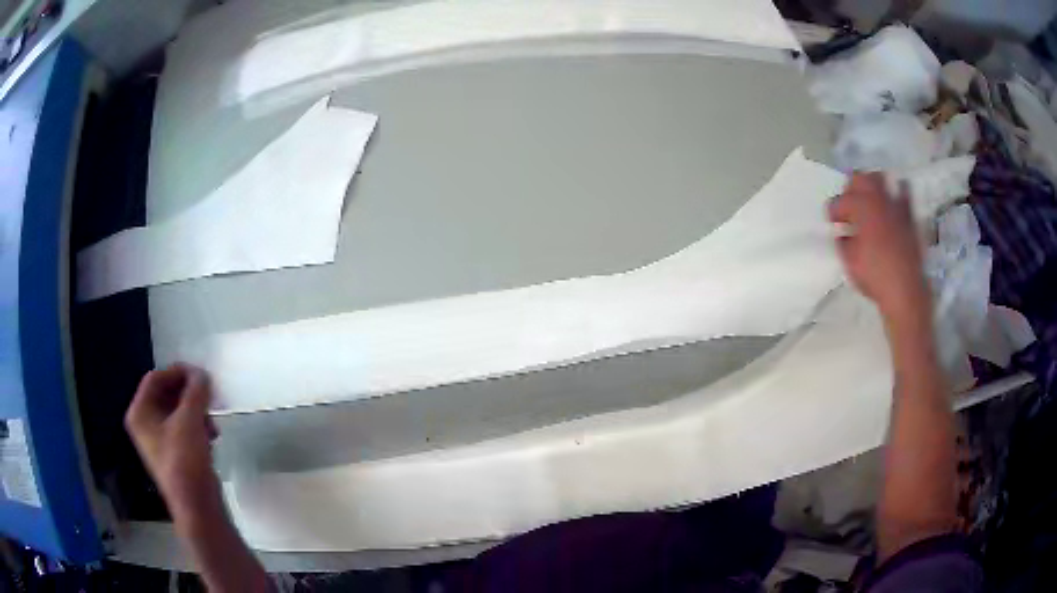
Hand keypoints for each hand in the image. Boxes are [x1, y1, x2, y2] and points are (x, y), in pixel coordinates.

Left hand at [126, 364, 220, 520]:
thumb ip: (196, 392)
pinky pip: (183, 428)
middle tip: (209, 395)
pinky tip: (212, 435)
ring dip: (196, 410)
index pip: (155, 378)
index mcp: (139, 413)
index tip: (201, 374)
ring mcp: (159, 440)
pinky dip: (198, 426)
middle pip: (166, 394)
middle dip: (189, 393)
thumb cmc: (185, 462)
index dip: (178, 372)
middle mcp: (145, 423)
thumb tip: (203, 374)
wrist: (197, 508)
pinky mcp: (174, 453)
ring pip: (177, 411)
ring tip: (212, 421)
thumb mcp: (190, 421)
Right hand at [829, 173, 929, 324]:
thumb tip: (842, 233)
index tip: (832, 223)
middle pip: (860, 178)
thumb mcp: (850, 262)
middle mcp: (878, 200)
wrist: (906, 291)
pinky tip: (892, 205)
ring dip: (872, 186)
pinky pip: (904, 194)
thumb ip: (843, 242)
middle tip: (849, 205)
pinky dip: (896, 193)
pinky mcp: (909, 216)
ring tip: (870, 201)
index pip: (840, 201)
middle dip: (851, 189)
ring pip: (882, 178)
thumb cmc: (875, 276)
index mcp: (861, 209)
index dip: (833, 211)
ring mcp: (896, 206)